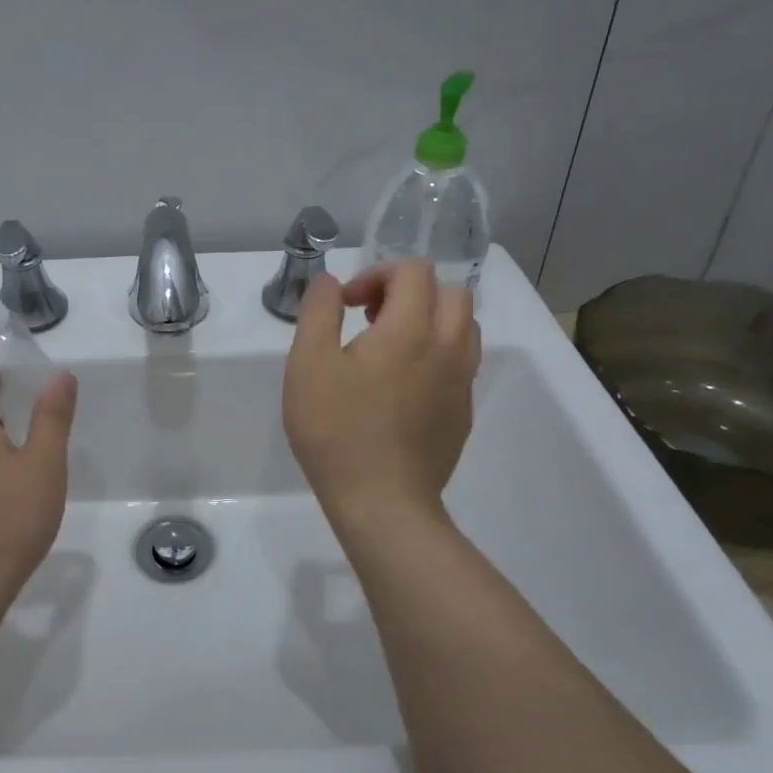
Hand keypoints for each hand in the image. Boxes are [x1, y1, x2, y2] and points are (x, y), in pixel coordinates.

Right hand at [284, 258, 480, 524]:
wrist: (382, 502)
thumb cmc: (336, 429)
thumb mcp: (308, 364)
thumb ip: (318, 311)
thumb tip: (332, 282)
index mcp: (411, 329)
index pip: (413, 270)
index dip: (377, 274)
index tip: (348, 304)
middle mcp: (448, 347)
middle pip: (450, 292)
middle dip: (409, 292)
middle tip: (372, 319)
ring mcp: (461, 383)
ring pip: (464, 327)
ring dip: (430, 321)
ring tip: (390, 348)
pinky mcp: (463, 413)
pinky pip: (461, 364)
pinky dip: (437, 355)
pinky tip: (401, 387)